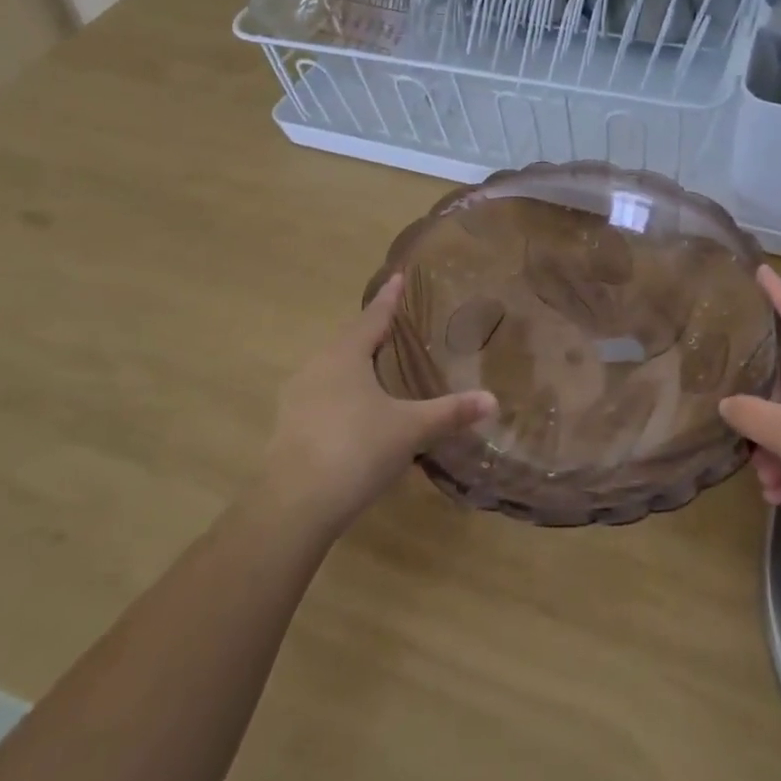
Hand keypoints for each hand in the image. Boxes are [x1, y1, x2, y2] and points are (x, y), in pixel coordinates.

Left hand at [261, 275, 495, 533]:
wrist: (294, 504)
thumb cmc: (357, 450)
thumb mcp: (411, 430)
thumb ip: (450, 412)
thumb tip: (493, 399)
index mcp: (345, 355)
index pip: (373, 317)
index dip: (388, 298)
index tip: (397, 276)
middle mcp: (317, 366)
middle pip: (348, 339)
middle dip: (370, 330)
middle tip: (393, 323)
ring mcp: (297, 396)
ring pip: (331, 367)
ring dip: (353, 362)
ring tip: (375, 365)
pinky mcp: (288, 425)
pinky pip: (320, 394)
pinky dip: (341, 391)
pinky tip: (354, 409)